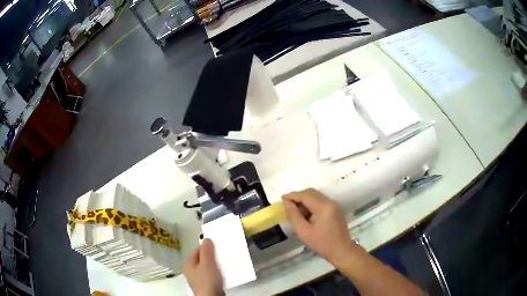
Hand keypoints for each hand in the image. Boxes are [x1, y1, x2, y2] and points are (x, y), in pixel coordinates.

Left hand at [183, 238, 223, 295]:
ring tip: (226, 262)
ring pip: (209, 267)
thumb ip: (206, 251)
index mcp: (189, 264)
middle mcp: (192, 271)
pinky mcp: (207, 285)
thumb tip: (206, 239)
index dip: (206, 247)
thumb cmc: (207, 280)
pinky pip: (213, 275)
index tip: (217, 245)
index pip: (197, 250)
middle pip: (203, 259)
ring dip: (217, 265)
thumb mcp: (207, 264)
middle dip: (213, 256)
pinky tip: (225, 273)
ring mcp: (200, 279)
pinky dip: (219, 273)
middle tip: (223, 253)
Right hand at [282, 188, 357, 264]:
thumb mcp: (304, 231)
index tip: (281, 199)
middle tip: (287, 206)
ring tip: (295, 212)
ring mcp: (334, 205)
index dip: (292, 195)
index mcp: (323, 206)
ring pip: (316, 197)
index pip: (305, 195)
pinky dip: (312, 205)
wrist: (342, 251)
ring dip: (305, 201)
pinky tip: (306, 215)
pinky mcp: (335, 210)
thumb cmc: (322, 243)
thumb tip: (286, 202)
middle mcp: (330, 202)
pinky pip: (321, 202)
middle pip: (311, 193)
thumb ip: (294, 215)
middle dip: (298, 197)